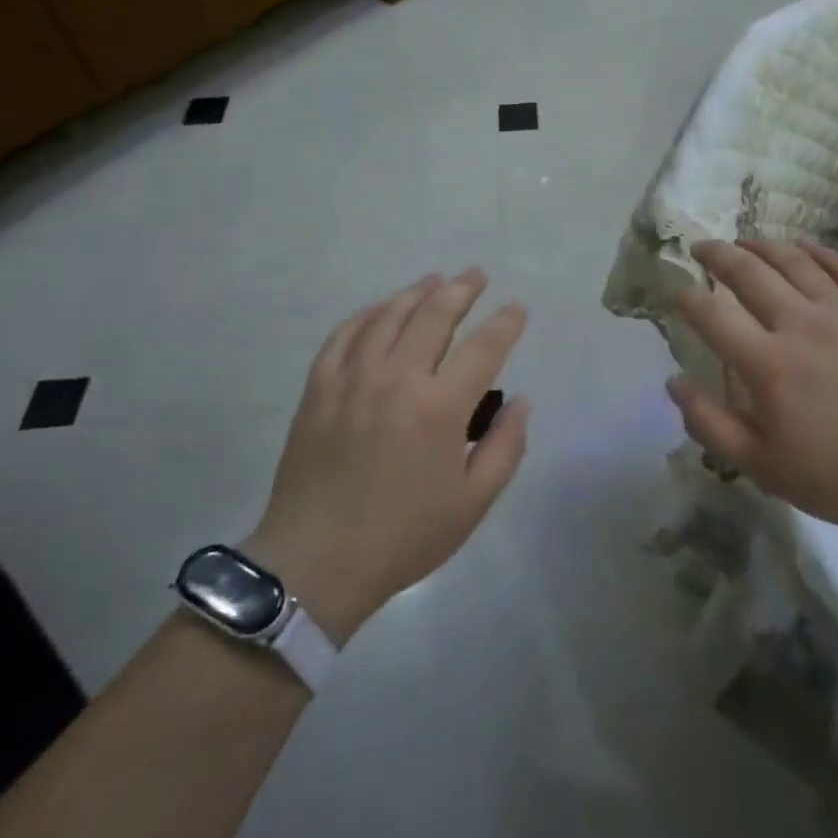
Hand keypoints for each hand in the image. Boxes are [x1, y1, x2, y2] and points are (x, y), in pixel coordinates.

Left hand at [244, 269, 528, 645]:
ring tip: (434, 280)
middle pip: (435, 315)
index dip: (506, 323)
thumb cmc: (404, 536)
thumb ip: (505, 447)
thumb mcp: (472, 503)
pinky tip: (380, 309)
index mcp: (440, 407)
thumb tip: (521, 402)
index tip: (517, 309)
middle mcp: (398, 378)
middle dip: (462, 289)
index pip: (484, 347)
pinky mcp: (319, 387)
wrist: (316, 562)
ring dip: (416, 292)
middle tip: (476, 275)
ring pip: (389, 315)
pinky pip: (344, 334)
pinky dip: (367, 314)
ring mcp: (353, 378)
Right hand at [668, 240, 837, 545]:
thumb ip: (710, 423)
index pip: (712, 315)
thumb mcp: (762, 467)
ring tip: (743, 242)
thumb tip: (674, 383)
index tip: (675, 291)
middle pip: (749, 272)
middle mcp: (802, 324)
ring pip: (795, 261)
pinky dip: (818, 252)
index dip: (686, 298)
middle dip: (717, 254)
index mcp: (769, 364)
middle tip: (700, 248)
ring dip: (762, 246)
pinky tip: (803, 249)